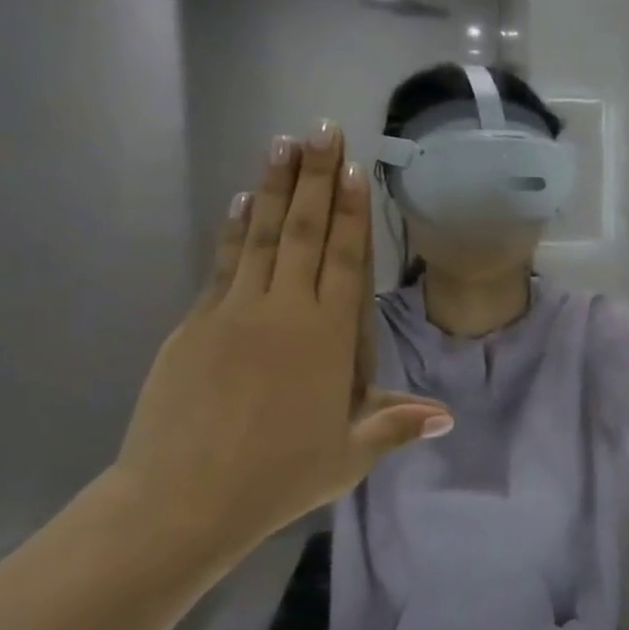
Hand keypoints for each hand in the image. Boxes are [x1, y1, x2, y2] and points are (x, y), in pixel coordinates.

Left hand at [115, 126, 451, 550]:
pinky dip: (234, 229)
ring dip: (274, 186)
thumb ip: (394, 424)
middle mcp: (284, 311)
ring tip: (283, 143)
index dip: (351, 211)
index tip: (354, 167)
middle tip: (322, 129)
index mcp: (327, 337)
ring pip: (260, 236)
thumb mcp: (348, 455)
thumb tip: (447, 416)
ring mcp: (235, 312)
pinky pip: (223, 263)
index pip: (344, 259)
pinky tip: (240, 200)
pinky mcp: (196, 324)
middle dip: (316, 178)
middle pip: (303, 232)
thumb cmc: (279, 478)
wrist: (182, 500)